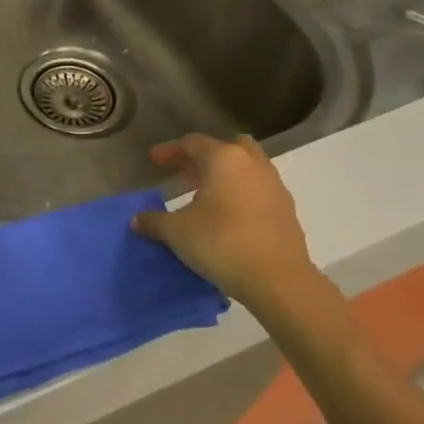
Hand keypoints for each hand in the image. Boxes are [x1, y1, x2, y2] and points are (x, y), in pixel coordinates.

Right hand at [131, 134, 320, 314]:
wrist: (278, 280)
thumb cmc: (221, 243)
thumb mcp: (176, 232)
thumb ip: (154, 221)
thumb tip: (137, 220)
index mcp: (224, 159)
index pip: (193, 143)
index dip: (170, 150)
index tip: (154, 160)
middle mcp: (252, 165)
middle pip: (227, 147)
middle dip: (203, 157)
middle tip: (183, 172)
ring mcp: (274, 186)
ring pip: (246, 167)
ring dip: (224, 175)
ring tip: (202, 194)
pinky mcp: (286, 210)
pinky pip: (258, 189)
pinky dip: (240, 193)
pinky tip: (226, 215)